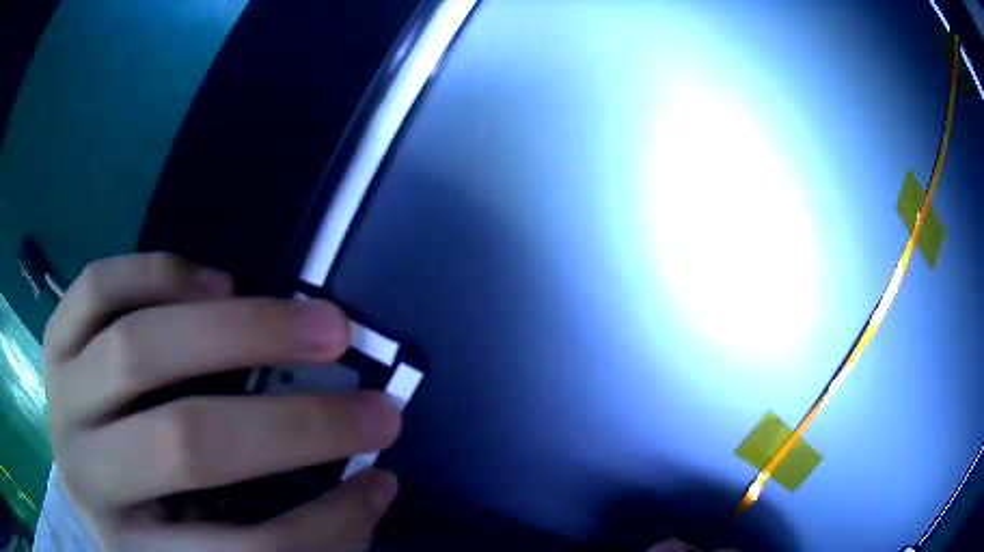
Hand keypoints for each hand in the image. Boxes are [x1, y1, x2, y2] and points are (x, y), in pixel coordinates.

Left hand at [44, 253, 401, 550]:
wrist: (89, 485)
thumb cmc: (152, 525)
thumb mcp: (209, 548)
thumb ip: (279, 531)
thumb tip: (369, 488)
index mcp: (134, 548)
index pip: (240, 551)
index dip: (324, 525)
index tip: (381, 481)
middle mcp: (86, 474)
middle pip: (184, 442)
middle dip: (294, 424)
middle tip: (375, 401)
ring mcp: (61, 399)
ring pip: (136, 348)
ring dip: (240, 329)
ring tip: (318, 323)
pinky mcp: (54, 344)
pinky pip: (96, 287)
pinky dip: (161, 272)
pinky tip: (218, 281)